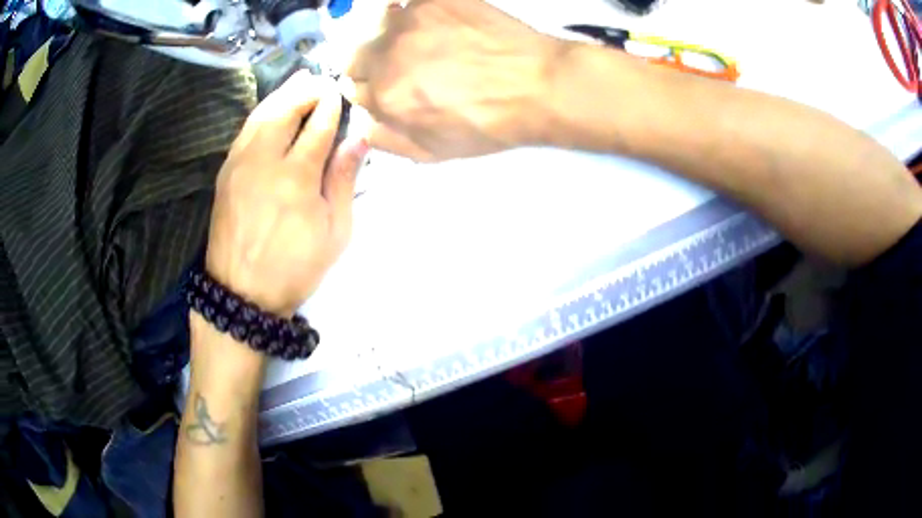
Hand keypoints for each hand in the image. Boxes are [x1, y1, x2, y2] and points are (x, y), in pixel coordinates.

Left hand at [205, 72, 369, 316]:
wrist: (241, 293)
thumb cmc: (294, 267)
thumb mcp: (334, 233)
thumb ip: (344, 181)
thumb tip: (359, 139)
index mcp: (296, 177)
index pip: (318, 127)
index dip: (331, 107)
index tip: (341, 94)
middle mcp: (265, 161)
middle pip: (286, 110)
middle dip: (306, 90)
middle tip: (322, 79)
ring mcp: (240, 163)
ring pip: (262, 114)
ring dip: (283, 93)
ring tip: (300, 79)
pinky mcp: (226, 172)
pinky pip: (246, 130)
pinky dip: (262, 111)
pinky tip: (272, 106)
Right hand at [348, 0, 564, 161]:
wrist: (538, 86)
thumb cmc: (490, 123)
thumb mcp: (434, 153)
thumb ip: (388, 140)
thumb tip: (362, 123)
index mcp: (384, 96)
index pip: (352, 87)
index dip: (371, 88)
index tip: (389, 84)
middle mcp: (387, 54)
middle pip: (354, 53)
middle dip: (370, 61)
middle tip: (402, 62)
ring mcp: (410, 20)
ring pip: (376, 23)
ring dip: (389, 33)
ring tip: (422, 39)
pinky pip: (405, 1)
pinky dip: (415, 10)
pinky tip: (437, 21)